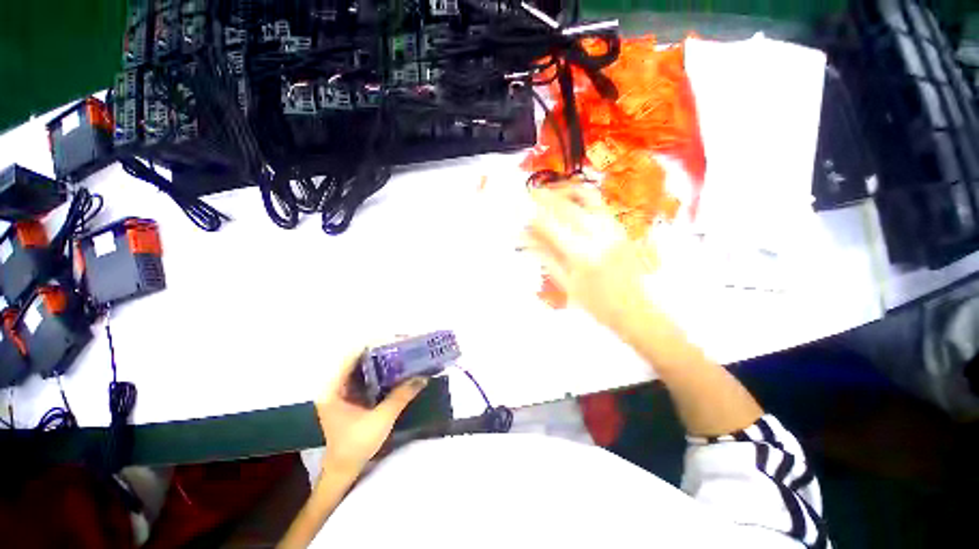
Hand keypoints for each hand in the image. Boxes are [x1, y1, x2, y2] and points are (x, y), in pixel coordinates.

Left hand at [315, 346, 427, 474]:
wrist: (343, 471)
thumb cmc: (355, 447)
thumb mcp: (381, 420)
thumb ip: (401, 396)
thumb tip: (423, 377)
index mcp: (333, 388)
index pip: (352, 355)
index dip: (374, 344)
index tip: (396, 340)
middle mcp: (335, 384)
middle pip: (358, 357)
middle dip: (382, 349)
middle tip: (404, 345)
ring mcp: (342, 390)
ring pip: (363, 366)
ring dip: (383, 358)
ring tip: (403, 352)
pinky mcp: (351, 396)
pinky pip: (367, 376)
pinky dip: (381, 370)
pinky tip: (396, 369)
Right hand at [525, 184, 657, 335]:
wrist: (633, 309)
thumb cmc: (595, 303)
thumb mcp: (565, 283)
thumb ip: (545, 256)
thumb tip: (525, 239)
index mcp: (581, 255)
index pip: (551, 227)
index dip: (533, 216)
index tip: (521, 209)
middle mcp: (598, 236)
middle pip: (567, 207)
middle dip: (546, 198)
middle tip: (532, 193)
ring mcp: (613, 229)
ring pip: (587, 198)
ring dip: (567, 192)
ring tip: (553, 192)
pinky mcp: (621, 228)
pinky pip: (600, 205)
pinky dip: (583, 199)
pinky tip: (572, 202)